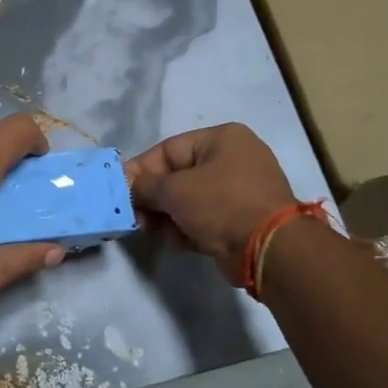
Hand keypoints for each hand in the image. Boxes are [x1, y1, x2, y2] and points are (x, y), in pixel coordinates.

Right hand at [126, 123, 297, 281]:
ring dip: (167, 216)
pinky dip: (186, 229)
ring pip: (188, 200)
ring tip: (150, 231)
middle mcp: (232, 159)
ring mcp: (239, 191)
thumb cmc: (221, 204)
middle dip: (153, 197)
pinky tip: (176, 242)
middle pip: (177, 176)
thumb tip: (126, 188)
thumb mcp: (175, 190)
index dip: (140, 170)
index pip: (168, 149)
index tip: (118, 189)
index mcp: (222, 139)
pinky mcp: (240, 220)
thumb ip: (145, 186)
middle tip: (132, 216)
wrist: (269, 249)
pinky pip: (203, 219)